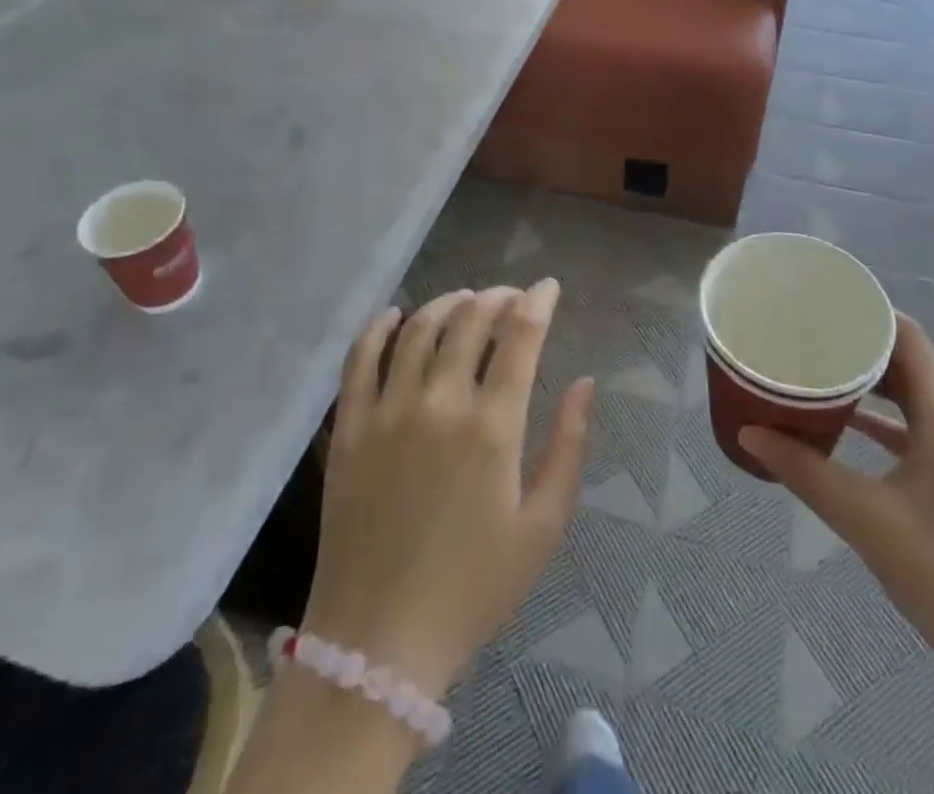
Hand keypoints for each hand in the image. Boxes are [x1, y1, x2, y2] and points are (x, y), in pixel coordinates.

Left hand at [301, 281, 594, 699]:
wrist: (378, 644)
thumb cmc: (473, 588)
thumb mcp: (542, 527)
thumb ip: (568, 446)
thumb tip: (585, 382)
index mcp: (492, 426)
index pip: (520, 336)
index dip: (537, 302)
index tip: (548, 288)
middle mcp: (439, 402)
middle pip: (470, 320)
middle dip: (497, 297)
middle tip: (510, 297)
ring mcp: (387, 411)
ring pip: (418, 329)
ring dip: (447, 303)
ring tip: (464, 301)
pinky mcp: (348, 427)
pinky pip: (360, 359)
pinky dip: (379, 327)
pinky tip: (395, 314)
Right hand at [740, 314, 933, 709]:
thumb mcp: (867, 519)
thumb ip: (805, 472)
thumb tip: (748, 433)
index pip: (910, 340)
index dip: (871, 312)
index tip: (824, 302)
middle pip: (906, 366)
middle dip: (859, 347)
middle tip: (807, 336)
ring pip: (909, 402)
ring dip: (867, 386)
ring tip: (817, 373)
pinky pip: (912, 437)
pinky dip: (878, 426)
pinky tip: (843, 432)